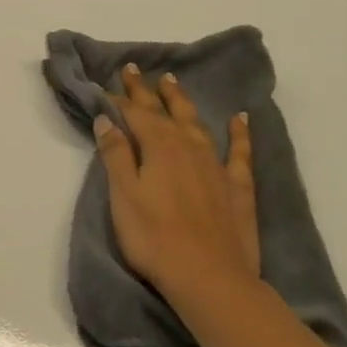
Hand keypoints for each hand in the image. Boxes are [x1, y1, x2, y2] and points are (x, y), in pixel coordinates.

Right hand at [96, 64, 259, 303]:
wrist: (210, 277)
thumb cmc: (155, 238)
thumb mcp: (124, 196)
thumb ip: (115, 155)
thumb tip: (106, 119)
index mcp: (158, 147)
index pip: (136, 114)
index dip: (121, 99)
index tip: (109, 84)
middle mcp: (188, 146)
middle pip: (165, 112)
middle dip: (147, 91)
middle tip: (135, 69)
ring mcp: (216, 165)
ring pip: (197, 122)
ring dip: (182, 102)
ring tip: (172, 83)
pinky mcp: (237, 186)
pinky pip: (240, 150)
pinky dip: (240, 132)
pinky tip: (240, 118)